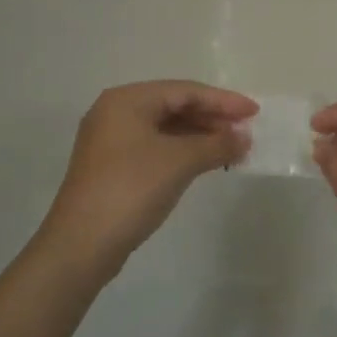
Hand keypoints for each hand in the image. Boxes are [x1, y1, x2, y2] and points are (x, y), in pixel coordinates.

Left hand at [35, 81, 255, 285]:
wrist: (81, 245)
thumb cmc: (132, 189)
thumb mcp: (180, 161)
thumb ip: (217, 144)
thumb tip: (244, 138)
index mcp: (127, 100)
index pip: (185, 90)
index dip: (223, 101)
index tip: (254, 112)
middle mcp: (116, 113)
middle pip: (174, 106)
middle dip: (212, 118)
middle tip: (246, 132)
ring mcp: (111, 141)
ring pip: (166, 128)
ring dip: (201, 136)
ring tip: (232, 149)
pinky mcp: (113, 167)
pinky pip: (156, 147)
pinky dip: (183, 151)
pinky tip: (205, 163)